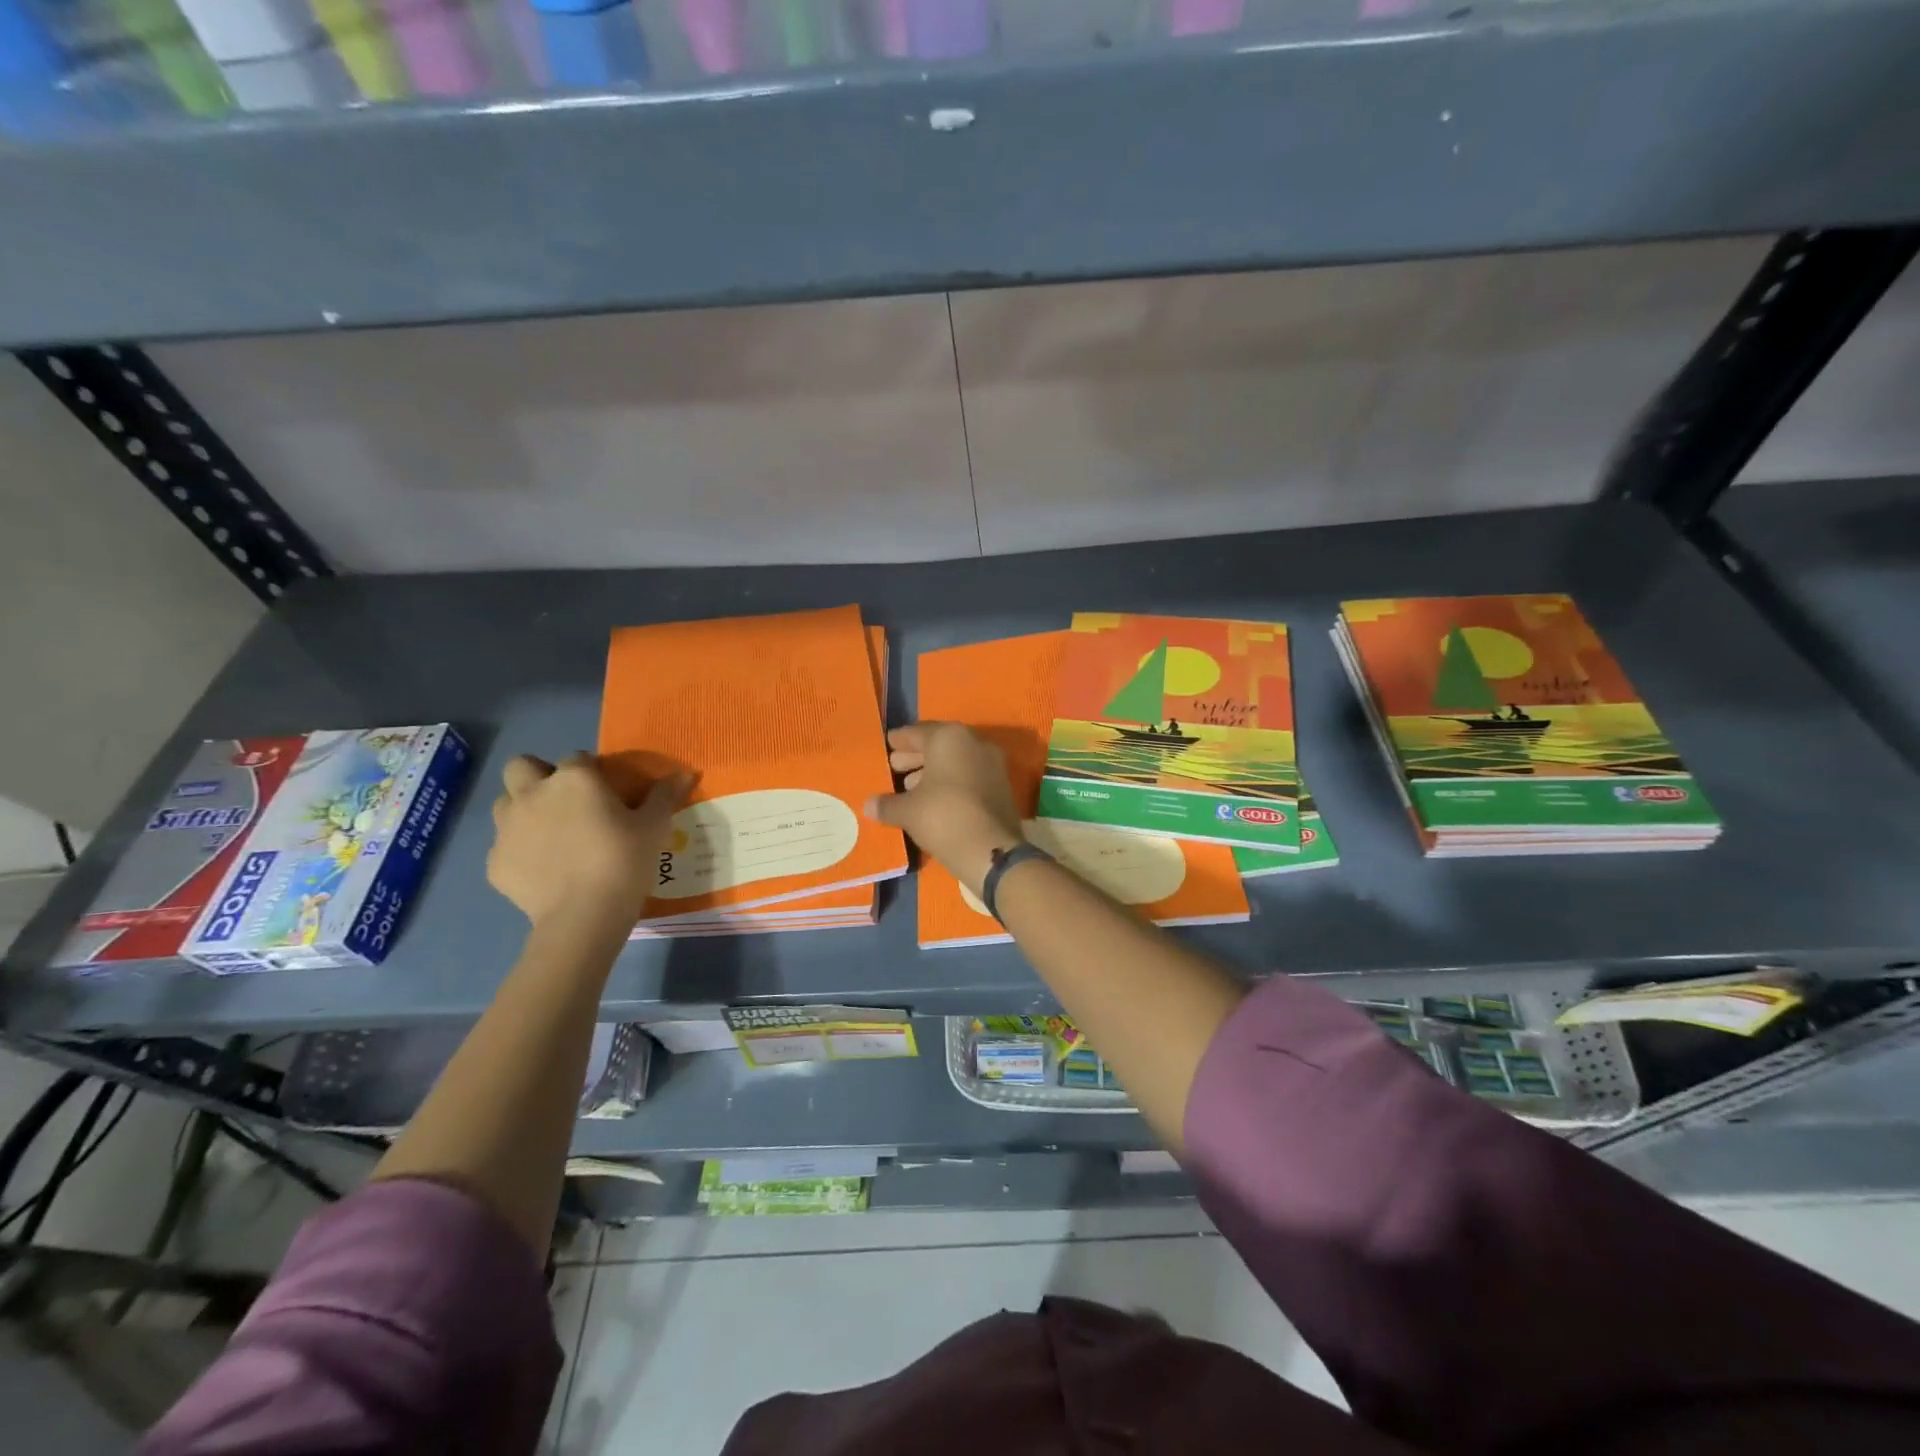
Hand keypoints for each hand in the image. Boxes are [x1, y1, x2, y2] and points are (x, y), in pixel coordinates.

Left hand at [487, 753, 691, 928]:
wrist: (584, 916)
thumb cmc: (624, 860)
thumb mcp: (654, 826)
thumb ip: (665, 795)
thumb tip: (685, 773)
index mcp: (573, 779)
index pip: (577, 757)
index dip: (591, 771)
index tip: (606, 792)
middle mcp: (533, 794)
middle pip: (521, 766)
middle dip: (537, 776)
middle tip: (564, 801)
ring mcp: (507, 829)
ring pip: (504, 804)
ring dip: (523, 810)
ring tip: (550, 835)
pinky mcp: (495, 863)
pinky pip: (504, 847)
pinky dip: (520, 853)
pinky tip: (544, 871)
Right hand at [865, 723, 1023, 893]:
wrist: (991, 850)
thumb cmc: (943, 817)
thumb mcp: (907, 811)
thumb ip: (887, 804)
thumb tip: (868, 805)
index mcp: (950, 738)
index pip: (918, 733)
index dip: (900, 741)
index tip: (887, 745)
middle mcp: (974, 743)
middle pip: (939, 745)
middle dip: (915, 756)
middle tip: (894, 767)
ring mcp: (992, 764)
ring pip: (956, 761)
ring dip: (932, 772)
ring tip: (910, 787)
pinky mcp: (1002, 787)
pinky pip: (969, 777)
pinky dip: (951, 783)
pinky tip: (933, 800)